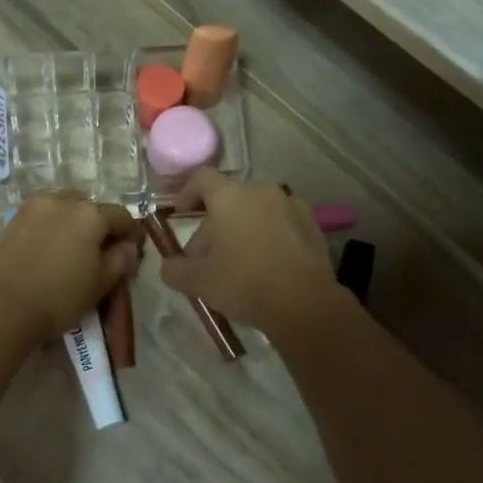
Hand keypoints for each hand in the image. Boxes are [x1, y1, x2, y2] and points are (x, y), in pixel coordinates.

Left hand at [0, 193, 143, 344]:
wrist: (5, 306)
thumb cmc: (61, 296)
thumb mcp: (102, 282)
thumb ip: (121, 259)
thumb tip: (128, 247)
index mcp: (91, 213)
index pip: (122, 217)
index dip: (131, 234)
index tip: (132, 252)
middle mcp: (64, 200)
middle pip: (91, 208)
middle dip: (100, 225)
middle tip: (101, 252)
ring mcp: (35, 206)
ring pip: (65, 208)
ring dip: (74, 222)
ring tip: (73, 249)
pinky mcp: (14, 219)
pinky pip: (43, 216)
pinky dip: (52, 227)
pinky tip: (51, 249)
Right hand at [165, 170, 342, 343]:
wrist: (305, 304)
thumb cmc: (244, 283)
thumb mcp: (197, 282)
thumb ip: (174, 269)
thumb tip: (169, 265)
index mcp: (230, 196)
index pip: (201, 178)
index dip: (186, 193)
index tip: (179, 214)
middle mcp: (261, 191)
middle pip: (229, 199)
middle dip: (214, 223)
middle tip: (206, 256)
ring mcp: (291, 205)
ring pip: (256, 211)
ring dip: (242, 229)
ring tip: (238, 262)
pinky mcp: (312, 224)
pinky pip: (280, 223)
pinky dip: (268, 236)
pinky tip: (267, 265)